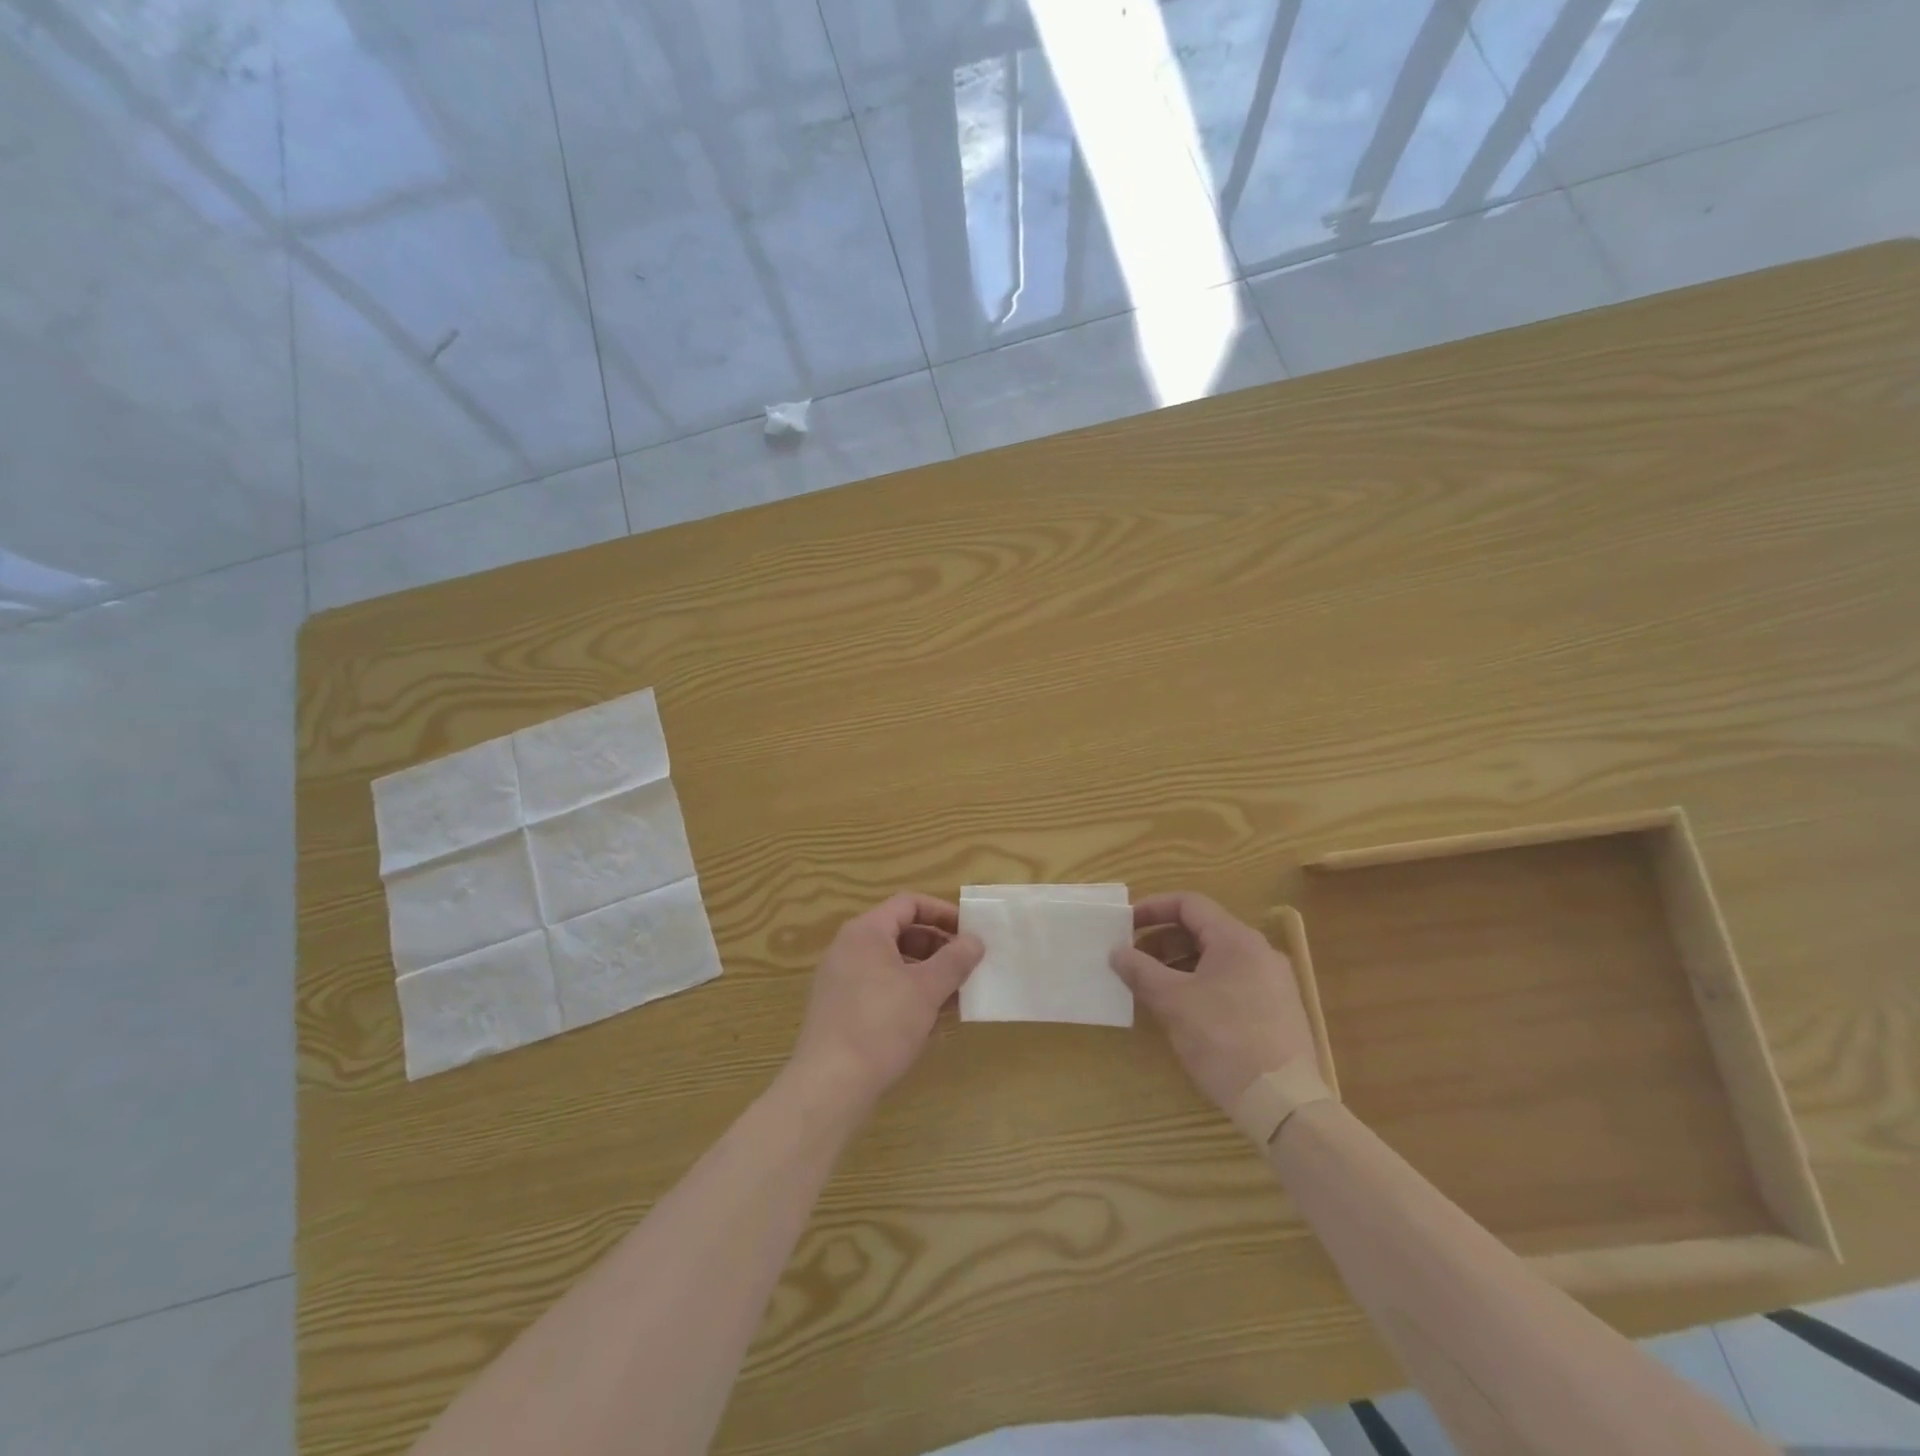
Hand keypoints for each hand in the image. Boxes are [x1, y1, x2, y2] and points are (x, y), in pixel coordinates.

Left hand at [785, 893, 983, 1114]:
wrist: (830, 1085)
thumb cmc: (881, 1025)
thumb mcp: (926, 989)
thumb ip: (954, 960)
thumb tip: (975, 941)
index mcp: (866, 932)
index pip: (909, 904)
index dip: (942, 913)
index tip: (970, 933)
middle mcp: (849, 949)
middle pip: (902, 934)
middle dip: (939, 949)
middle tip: (968, 968)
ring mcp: (842, 981)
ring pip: (894, 966)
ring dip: (927, 977)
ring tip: (957, 999)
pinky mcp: (841, 1011)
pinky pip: (881, 991)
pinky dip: (908, 998)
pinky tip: (931, 1024)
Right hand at [1110, 892, 1315, 1113]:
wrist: (1284, 1103)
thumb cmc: (1224, 1040)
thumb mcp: (1173, 1002)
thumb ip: (1140, 971)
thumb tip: (1117, 952)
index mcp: (1236, 939)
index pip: (1189, 904)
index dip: (1153, 909)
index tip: (1125, 925)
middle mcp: (1260, 952)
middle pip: (1203, 930)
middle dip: (1162, 941)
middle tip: (1133, 961)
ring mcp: (1273, 982)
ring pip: (1217, 959)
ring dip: (1180, 965)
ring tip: (1153, 988)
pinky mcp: (1278, 1011)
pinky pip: (1232, 982)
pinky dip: (1202, 984)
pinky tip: (1184, 1011)